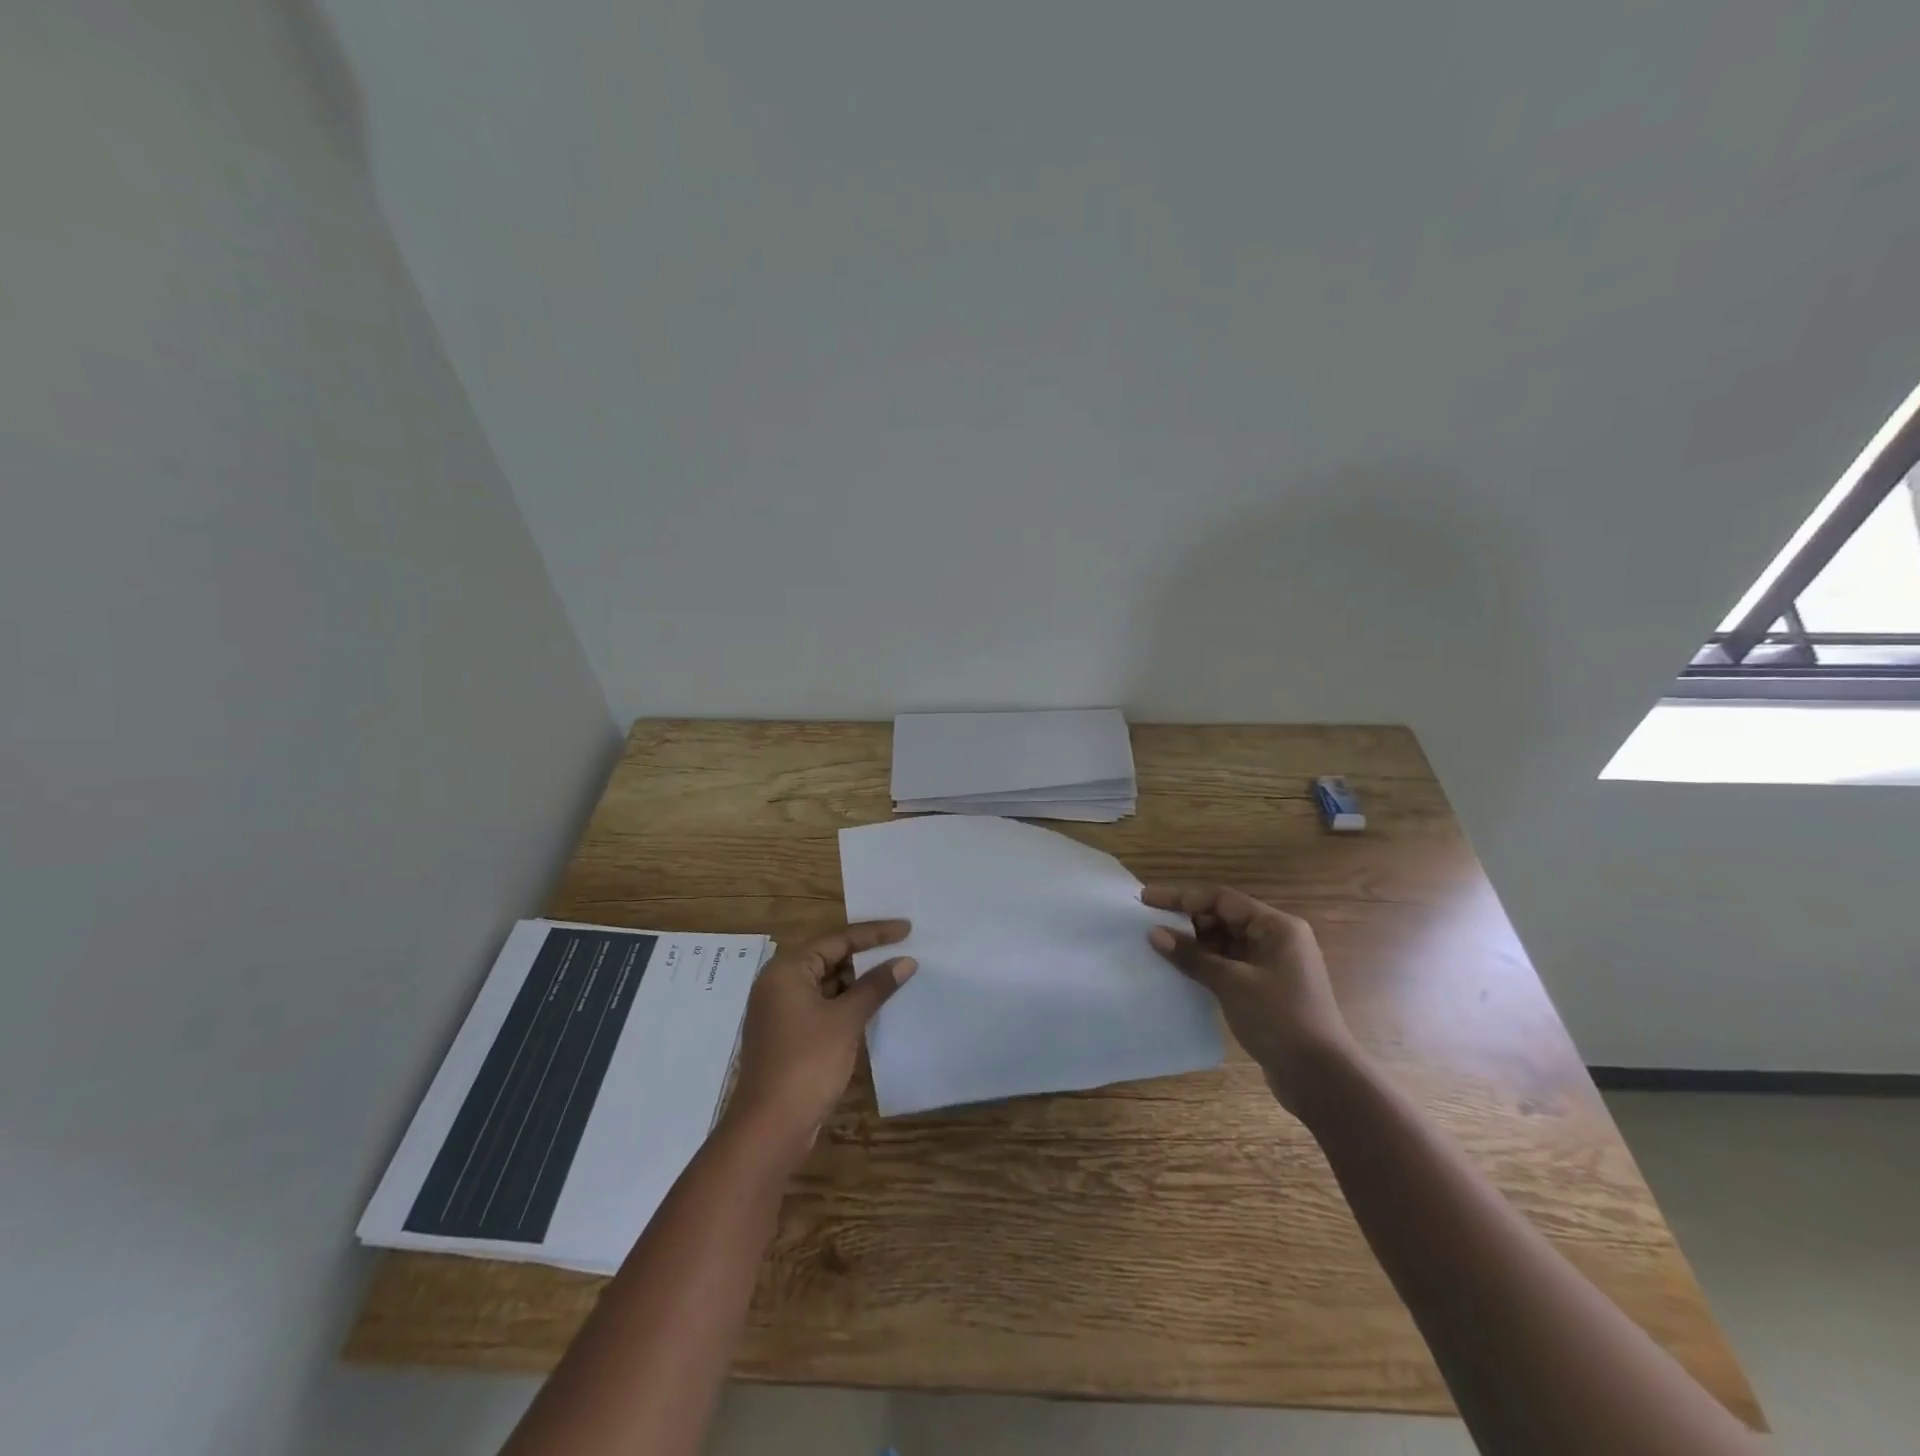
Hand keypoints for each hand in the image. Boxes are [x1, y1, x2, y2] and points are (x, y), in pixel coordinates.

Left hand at [725, 920, 914, 1154]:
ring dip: (858, 983)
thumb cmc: (807, 1063)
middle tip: (903, 951)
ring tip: (895, 977)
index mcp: (787, 970)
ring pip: (827, 984)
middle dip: (866, 957)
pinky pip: (822, 1007)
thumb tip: (905, 961)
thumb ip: (876, 986)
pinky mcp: (788, 1036)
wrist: (769, 1128)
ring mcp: (781, 1012)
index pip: (837, 939)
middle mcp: (779, 984)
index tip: (907, 928)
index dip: (874, 933)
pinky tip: (873, 1008)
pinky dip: (846, 1004)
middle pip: (829, 958)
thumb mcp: (846, 1020)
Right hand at [1142, 884, 1359, 1115]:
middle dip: (1187, 919)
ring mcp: (1272, 965)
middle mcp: (1276, 939)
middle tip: (1149, 925)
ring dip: (1194, 943)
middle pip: (1223, 917)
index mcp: (1276, 927)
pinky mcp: (1264, 989)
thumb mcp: (1232, 984)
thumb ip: (1192, 957)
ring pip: (1224, 942)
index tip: (1146, 899)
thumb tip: (1154, 934)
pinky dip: (1205, 964)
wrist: (1320, 1078)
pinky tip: (1180, 971)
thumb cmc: (1280, 1019)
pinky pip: (1228, 964)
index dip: (1181, 896)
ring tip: (1158, 946)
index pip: (1221, 899)